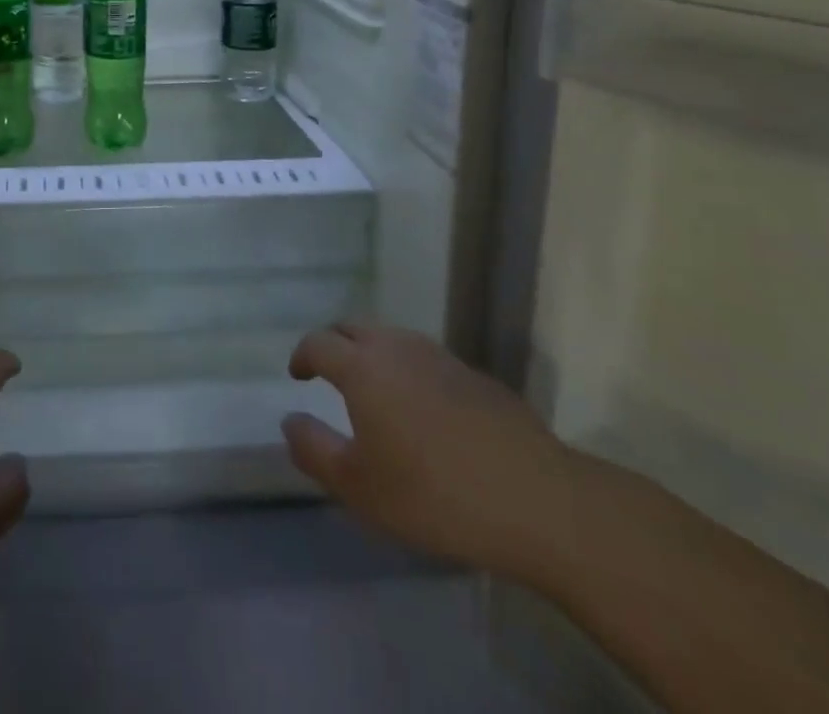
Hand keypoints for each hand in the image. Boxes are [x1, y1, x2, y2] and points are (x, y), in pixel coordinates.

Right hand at [282, 321, 579, 579]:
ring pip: (392, 338)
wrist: (539, 501)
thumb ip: (314, 450)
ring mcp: (441, 358)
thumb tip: (289, 421)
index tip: (298, 375)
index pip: (318, 342)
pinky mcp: (476, 377)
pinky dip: (409, 370)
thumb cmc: (435, 495)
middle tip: (328, 372)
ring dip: (372, 353)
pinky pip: (426, 360)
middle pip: (353, 328)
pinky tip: (423, 409)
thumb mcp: (359, 487)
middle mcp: (397, 348)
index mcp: (363, 367)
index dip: (302, 355)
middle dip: (334, 343)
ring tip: (373, 388)